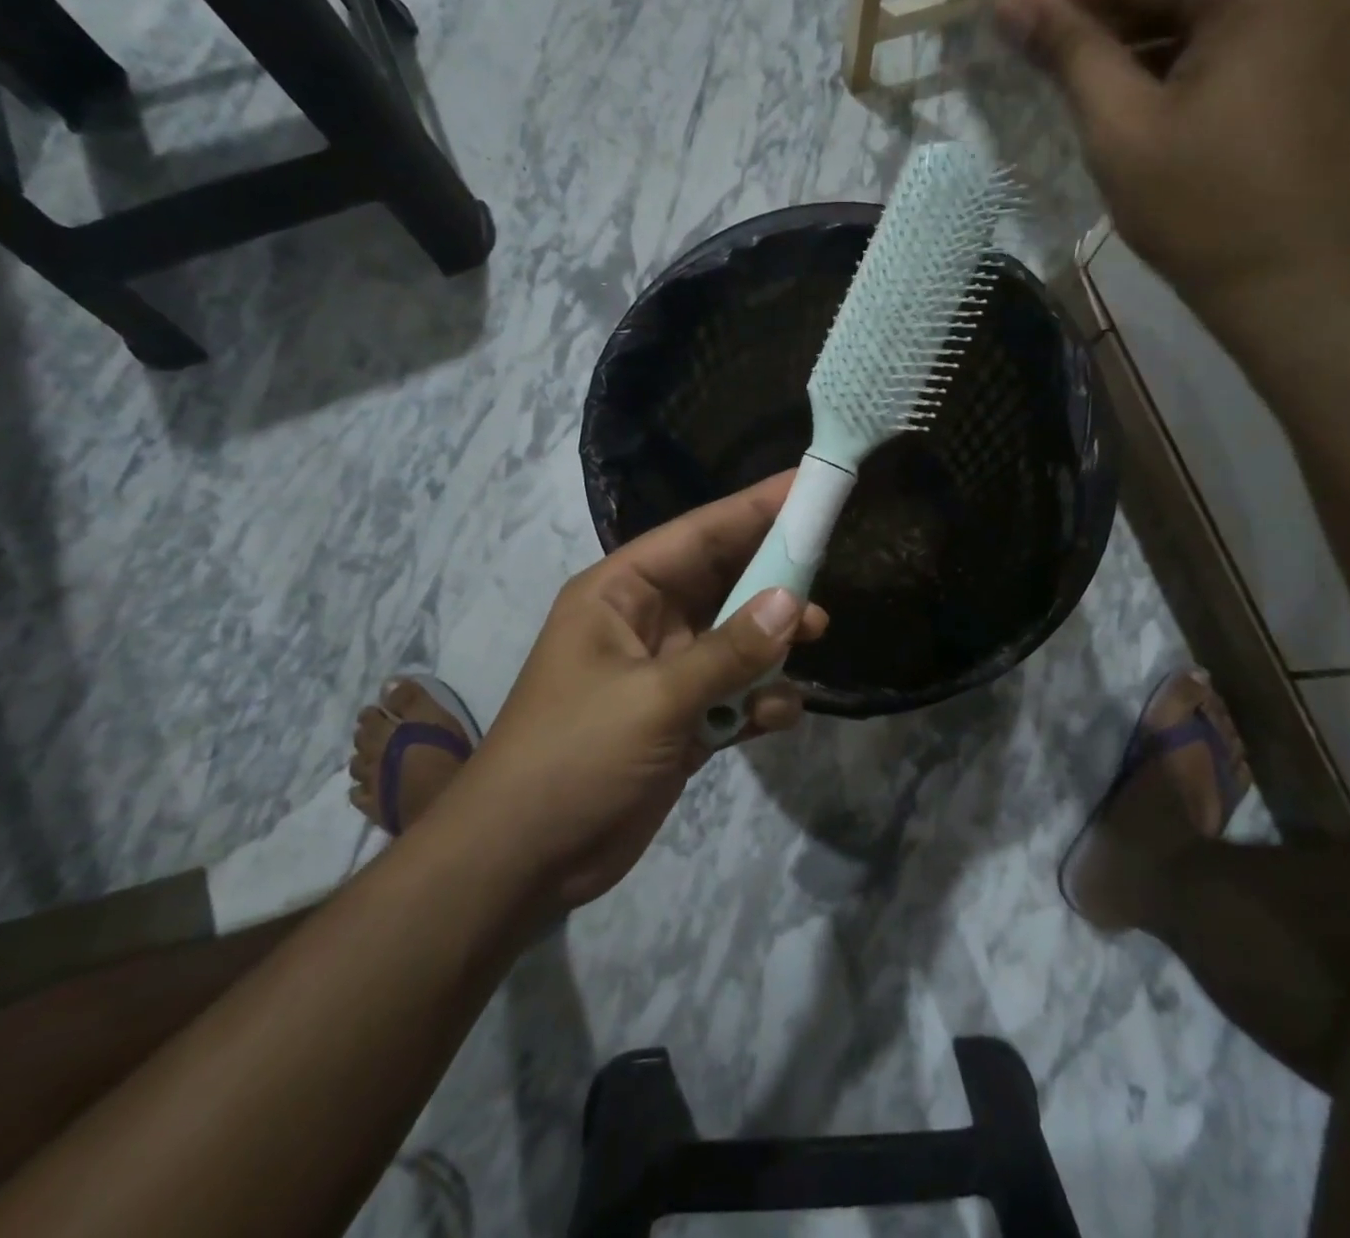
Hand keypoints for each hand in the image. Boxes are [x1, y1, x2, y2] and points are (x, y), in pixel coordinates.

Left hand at [448, 473, 827, 911]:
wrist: (522, 863)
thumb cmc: (573, 757)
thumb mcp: (654, 698)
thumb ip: (729, 651)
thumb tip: (795, 603)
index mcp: (620, 594)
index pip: (698, 535)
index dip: (755, 508)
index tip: (809, 486)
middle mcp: (645, 623)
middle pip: (723, 581)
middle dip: (774, 577)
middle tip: (826, 570)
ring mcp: (665, 673)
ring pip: (736, 638)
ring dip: (774, 642)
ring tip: (816, 640)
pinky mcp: (681, 720)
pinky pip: (734, 693)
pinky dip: (760, 699)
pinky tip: (778, 715)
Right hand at [995, 0, 1349, 314]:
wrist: (1289, 282)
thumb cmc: (1201, 211)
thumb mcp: (1121, 128)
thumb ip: (1068, 53)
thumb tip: (1011, 2)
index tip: (1000, 11)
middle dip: (1093, 8)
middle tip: (1022, 42)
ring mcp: (1313, 10)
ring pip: (1194, 4)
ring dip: (1125, 35)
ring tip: (1057, 65)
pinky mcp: (1307, 53)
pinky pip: (1221, 34)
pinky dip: (1165, 56)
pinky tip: (1115, 82)